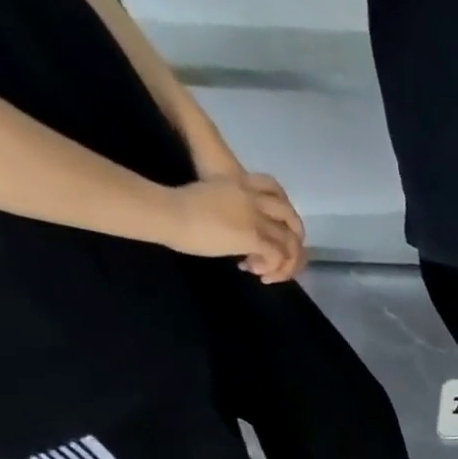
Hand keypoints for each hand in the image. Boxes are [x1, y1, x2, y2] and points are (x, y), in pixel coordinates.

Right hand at [161, 173, 306, 282]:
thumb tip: (236, 236)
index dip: (280, 213)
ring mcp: (255, 217)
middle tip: (279, 259)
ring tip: (266, 273)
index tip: (269, 230)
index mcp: (240, 184)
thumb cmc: (174, 208)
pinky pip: (278, 256)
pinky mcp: (253, 236)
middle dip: (293, 242)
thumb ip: (229, 211)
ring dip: (285, 262)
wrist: (164, 212)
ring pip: (291, 242)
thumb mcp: (208, 202)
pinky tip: (255, 272)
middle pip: (293, 219)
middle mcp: (253, 199)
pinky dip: (273, 268)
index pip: (275, 191)